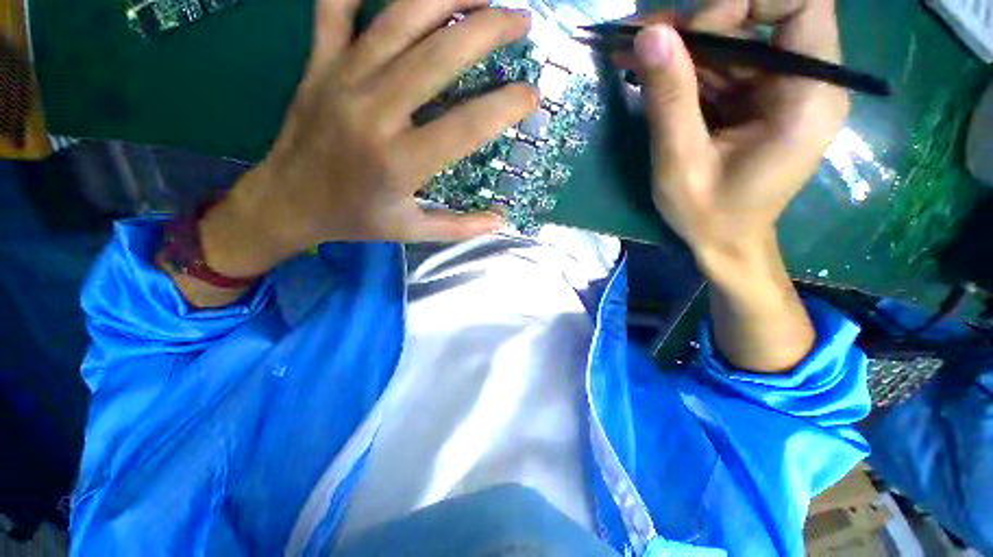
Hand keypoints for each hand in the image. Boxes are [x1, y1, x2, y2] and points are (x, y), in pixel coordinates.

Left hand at [201, 0, 538, 278]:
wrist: (288, 202)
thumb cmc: (356, 219)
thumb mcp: (412, 231)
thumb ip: (460, 227)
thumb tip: (501, 221)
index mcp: (401, 162)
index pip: (467, 125)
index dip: (505, 106)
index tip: (531, 95)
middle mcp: (375, 112)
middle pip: (439, 55)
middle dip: (488, 28)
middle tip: (521, 19)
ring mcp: (343, 78)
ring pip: (399, 17)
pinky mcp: (319, 63)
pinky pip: (337, 5)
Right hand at [625, 0, 848, 265]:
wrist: (725, 244)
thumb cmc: (710, 215)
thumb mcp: (681, 162)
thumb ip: (670, 99)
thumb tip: (649, 34)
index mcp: (808, 96)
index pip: (802, 3)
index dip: (746, 1)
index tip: (694, 33)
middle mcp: (805, 82)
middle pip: (761, 17)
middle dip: (700, 23)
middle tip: (644, 38)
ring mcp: (781, 90)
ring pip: (736, 41)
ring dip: (683, 45)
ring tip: (632, 52)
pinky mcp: (758, 101)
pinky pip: (724, 67)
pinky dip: (685, 67)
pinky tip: (648, 70)